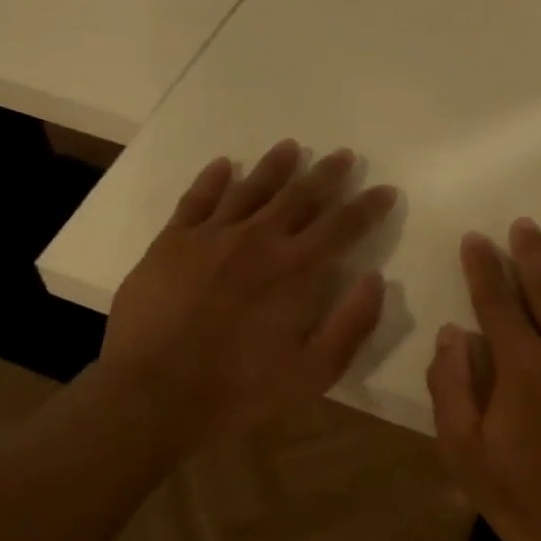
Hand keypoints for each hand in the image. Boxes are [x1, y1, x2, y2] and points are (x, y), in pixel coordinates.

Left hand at [100, 139, 397, 448]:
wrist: (155, 392)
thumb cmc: (240, 389)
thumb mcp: (313, 371)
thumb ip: (351, 323)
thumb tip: (375, 279)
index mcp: (296, 269)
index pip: (342, 226)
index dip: (368, 206)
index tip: (385, 190)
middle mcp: (258, 239)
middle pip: (300, 196)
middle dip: (327, 175)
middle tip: (344, 156)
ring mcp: (211, 236)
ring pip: (251, 188)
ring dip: (275, 167)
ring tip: (291, 147)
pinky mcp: (172, 242)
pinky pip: (197, 199)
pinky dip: (212, 179)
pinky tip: (223, 165)